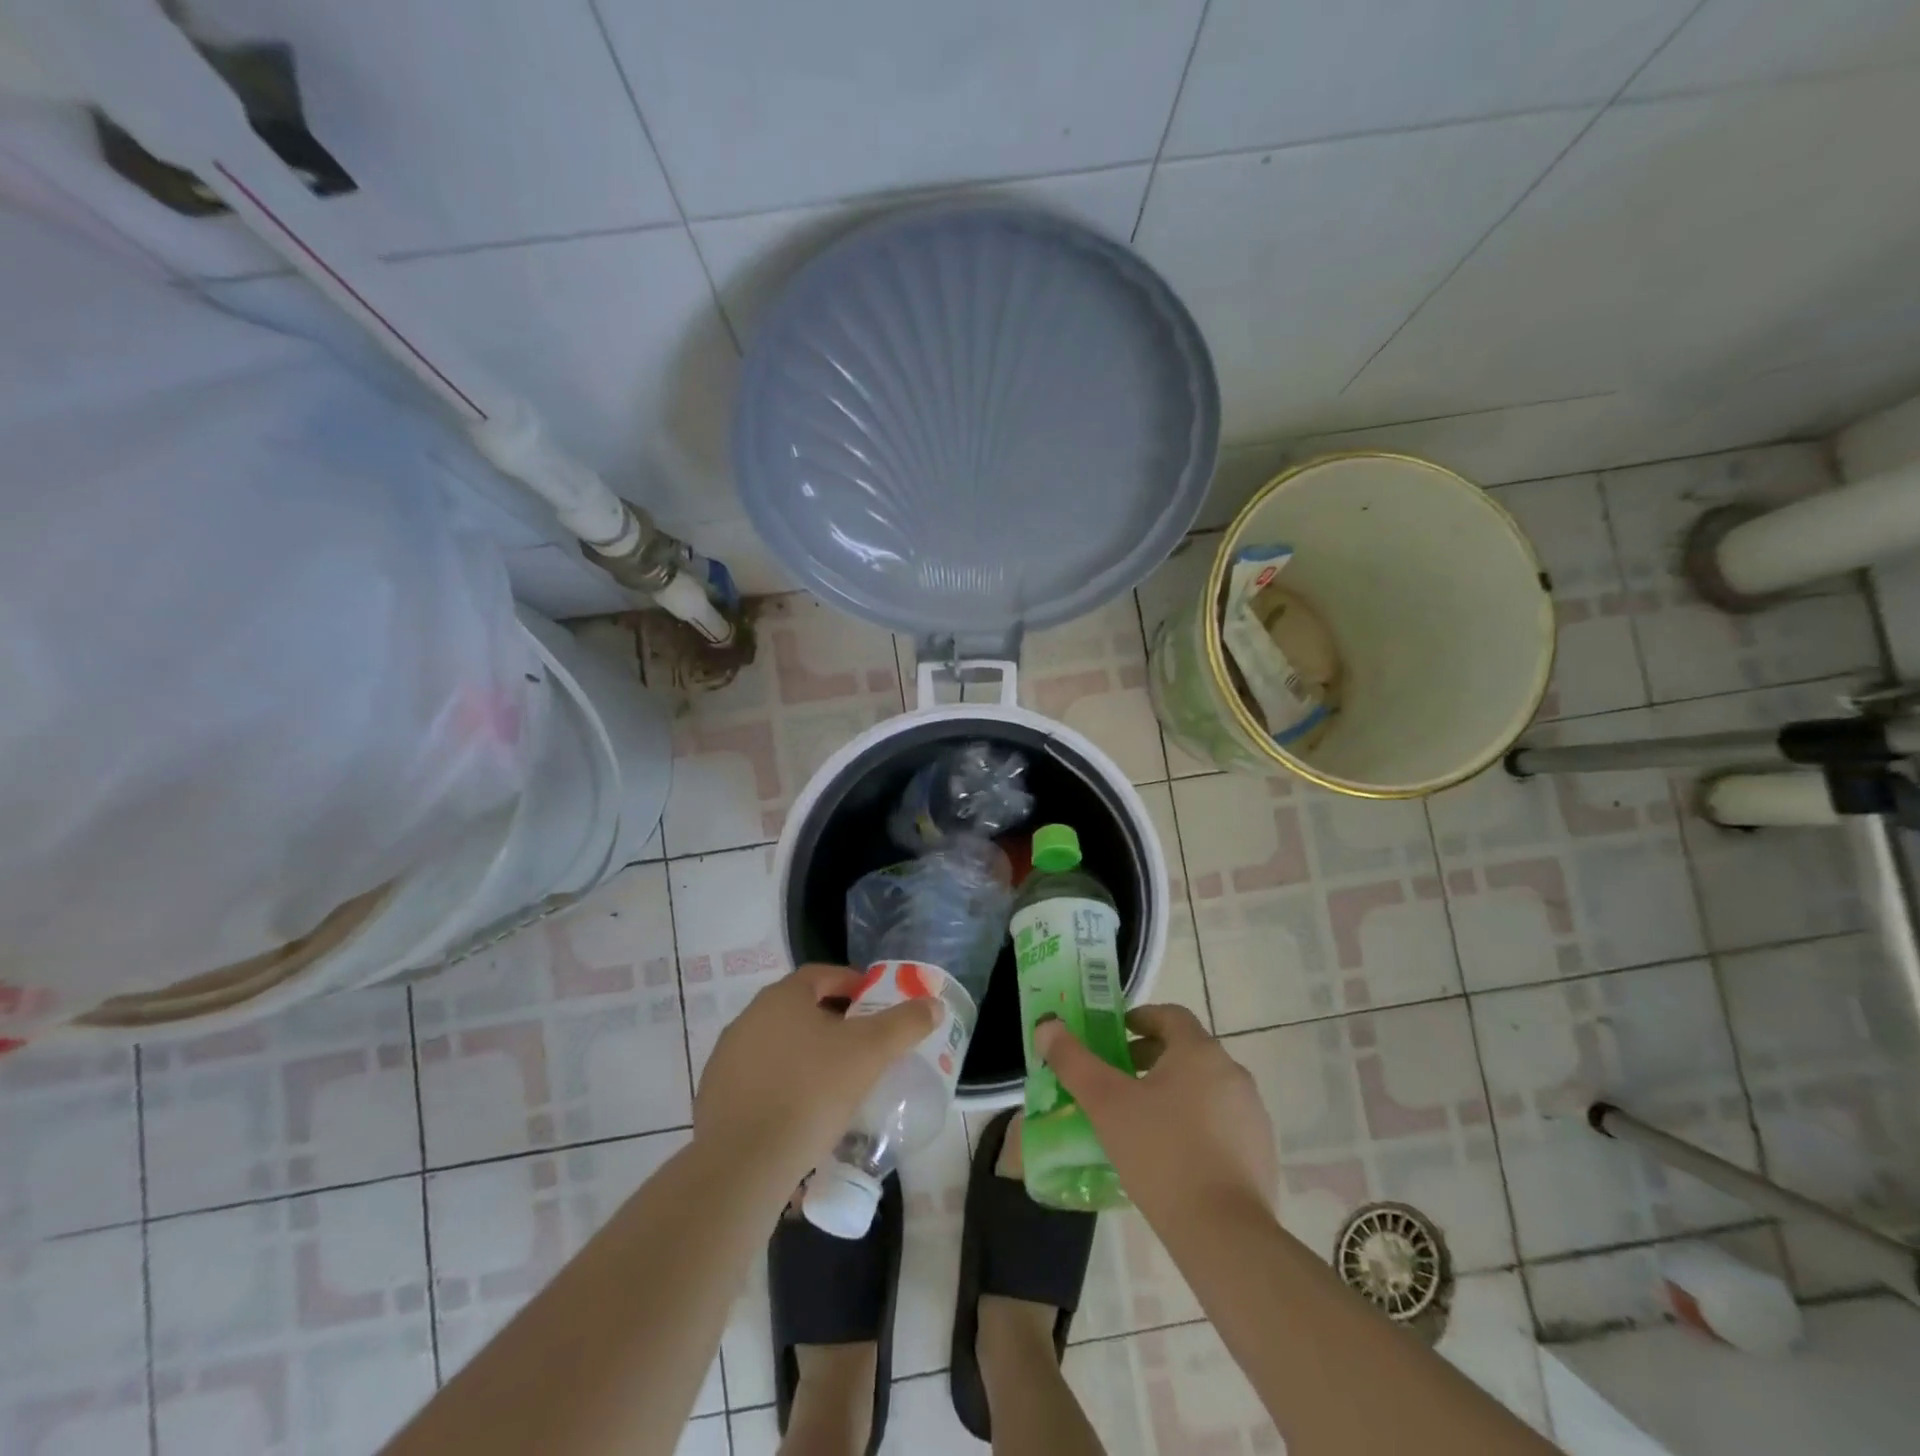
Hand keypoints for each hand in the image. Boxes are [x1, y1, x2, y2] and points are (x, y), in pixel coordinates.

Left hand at [694, 963, 940, 1188]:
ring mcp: (726, 1057)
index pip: (822, 974)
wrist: (743, 1163)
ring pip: (778, 1044)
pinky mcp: (715, 1096)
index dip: (852, 983)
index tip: (874, 1003)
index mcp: (782, 997)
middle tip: (861, 1044)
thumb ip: (904, 1024)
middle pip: (799, 1008)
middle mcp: (749, 1018)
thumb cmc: (812, 1092)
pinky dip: (782, 1084)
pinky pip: (759, 1078)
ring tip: (834, 1082)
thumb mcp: (870, 1053)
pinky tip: (800, 1112)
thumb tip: (933, 1004)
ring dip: (805, 1054)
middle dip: (832, 1021)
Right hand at [1035, 1004, 1277, 1237]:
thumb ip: (1074, 1061)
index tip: (1114, 1036)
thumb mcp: (1106, 1104)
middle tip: (1118, 1080)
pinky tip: (1171, 1156)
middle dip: (1150, 1058)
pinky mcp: (1261, 1152)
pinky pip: (1221, 1123)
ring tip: (1140, 1120)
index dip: (1140, 1019)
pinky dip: (1195, 1125)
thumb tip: (1047, 1026)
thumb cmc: (1161, 1154)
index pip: (1170, 1015)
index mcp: (1199, 1052)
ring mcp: (1252, 1114)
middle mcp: (1232, 1073)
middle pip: (1187, 1051)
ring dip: (1173, 1092)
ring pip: (1205, 1087)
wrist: (1225, 1235)